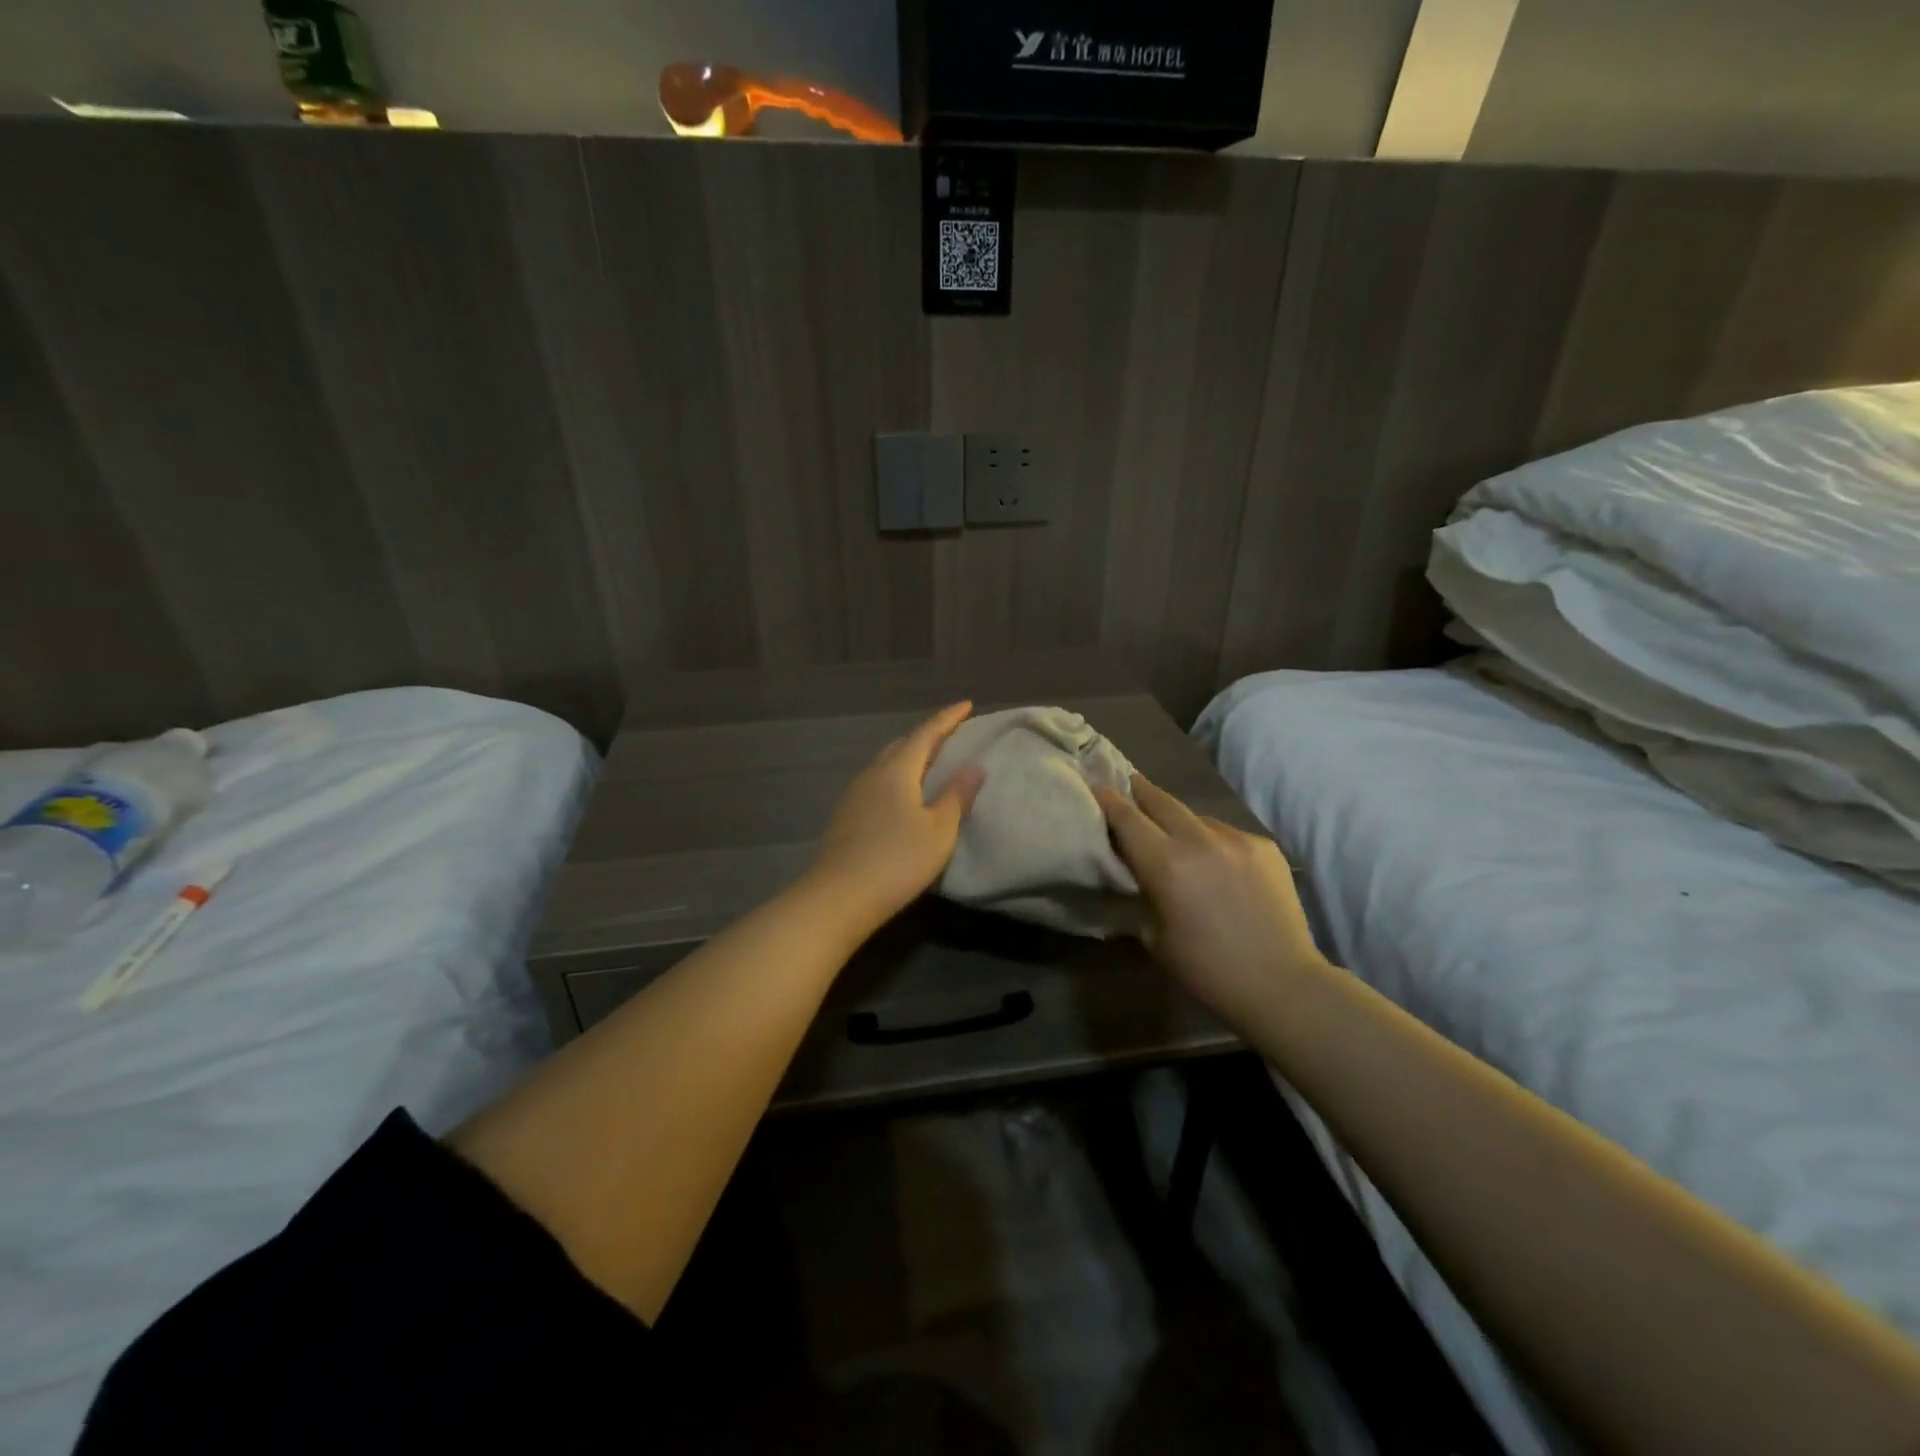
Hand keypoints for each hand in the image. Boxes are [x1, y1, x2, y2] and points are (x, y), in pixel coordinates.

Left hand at [806, 701, 985, 931]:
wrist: (838, 898)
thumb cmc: (897, 862)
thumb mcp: (939, 831)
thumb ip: (956, 796)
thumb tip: (974, 766)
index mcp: (897, 770)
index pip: (926, 733)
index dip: (948, 718)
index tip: (967, 705)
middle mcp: (872, 774)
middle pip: (902, 744)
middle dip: (928, 735)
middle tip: (951, 734)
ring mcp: (854, 795)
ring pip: (886, 763)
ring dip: (910, 757)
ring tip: (931, 762)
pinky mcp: (846, 816)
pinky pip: (877, 782)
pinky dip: (897, 777)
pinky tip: (904, 794)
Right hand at [1095, 775, 1323, 1028]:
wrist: (1281, 982)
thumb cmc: (1206, 969)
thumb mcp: (1155, 935)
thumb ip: (1144, 892)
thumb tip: (1140, 871)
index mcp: (1165, 865)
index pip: (1127, 819)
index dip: (1109, 800)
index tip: (1098, 786)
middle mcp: (1199, 840)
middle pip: (1161, 801)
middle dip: (1141, 790)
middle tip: (1129, 781)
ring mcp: (1236, 839)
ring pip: (1196, 816)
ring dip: (1179, 820)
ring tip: (1175, 832)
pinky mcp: (1264, 846)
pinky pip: (1226, 833)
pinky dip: (1212, 840)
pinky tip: (1215, 860)